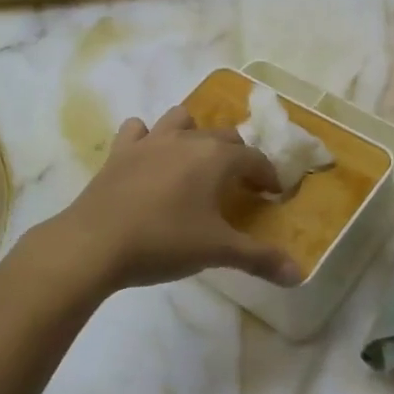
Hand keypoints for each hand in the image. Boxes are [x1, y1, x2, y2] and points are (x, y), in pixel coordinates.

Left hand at [53, 106, 300, 291]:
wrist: (94, 243)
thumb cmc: (164, 242)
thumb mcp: (218, 251)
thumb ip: (259, 259)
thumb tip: (298, 274)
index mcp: (216, 158)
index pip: (254, 158)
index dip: (267, 175)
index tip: (272, 193)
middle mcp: (187, 139)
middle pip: (223, 136)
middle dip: (237, 155)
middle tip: (239, 184)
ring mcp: (150, 141)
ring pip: (181, 119)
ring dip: (194, 133)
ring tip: (195, 161)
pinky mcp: (120, 152)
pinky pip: (137, 130)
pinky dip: (147, 138)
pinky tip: (148, 158)